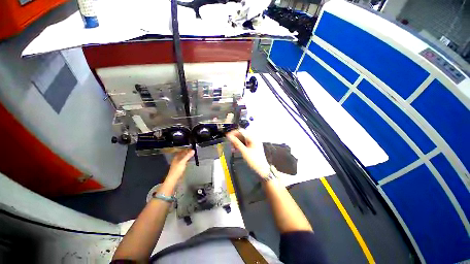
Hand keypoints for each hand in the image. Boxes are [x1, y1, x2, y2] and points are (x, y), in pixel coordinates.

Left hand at [166, 149, 194, 180]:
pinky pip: (184, 161)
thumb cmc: (177, 170)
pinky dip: (187, 160)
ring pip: (184, 157)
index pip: (182, 151)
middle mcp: (177, 159)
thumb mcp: (183, 162)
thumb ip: (188, 156)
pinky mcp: (180, 167)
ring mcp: (178, 163)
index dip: (187, 149)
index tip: (192, 148)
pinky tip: (190, 160)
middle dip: (188, 152)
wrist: (173, 179)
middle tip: (194, 151)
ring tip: (193, 154)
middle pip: (183, 154)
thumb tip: (193, 150)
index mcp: (176, 157)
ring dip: (188, 156)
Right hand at [226, 129, 270, 177]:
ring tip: (232, 148)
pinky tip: (236, 150)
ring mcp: (253, 142)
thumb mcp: (244, 151)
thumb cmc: (255, 160)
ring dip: (236, 142)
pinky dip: (240, 145)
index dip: (234, 133)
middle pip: (242, 135)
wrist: (262, 169)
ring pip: (242, 139)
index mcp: (253, 138)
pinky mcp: (252, 146)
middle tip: (229, 143)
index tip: (227, 136)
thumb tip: (229, 137)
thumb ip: (236, 143)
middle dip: (235, 138)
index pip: (241, 131)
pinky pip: (244, 143)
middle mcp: (253, 138)